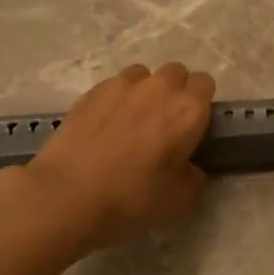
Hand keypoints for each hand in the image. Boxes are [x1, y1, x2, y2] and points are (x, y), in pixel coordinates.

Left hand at [25, 62, 215, 250]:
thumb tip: (189, 167)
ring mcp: (123, 85)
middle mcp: (159, 87)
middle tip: (164, 124)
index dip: (201, 103)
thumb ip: (194, 176)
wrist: (67, 195)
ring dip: (145, 91)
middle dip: (175, 92)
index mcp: (188, 109)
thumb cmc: (132, 198)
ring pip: (144, 75)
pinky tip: (105, 125)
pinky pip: (114, 85)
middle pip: (176, 73)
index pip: (206, 84)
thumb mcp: (180, 201)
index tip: (192, 126)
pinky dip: (116, 99)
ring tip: (132, 121)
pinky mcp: (92, 91)